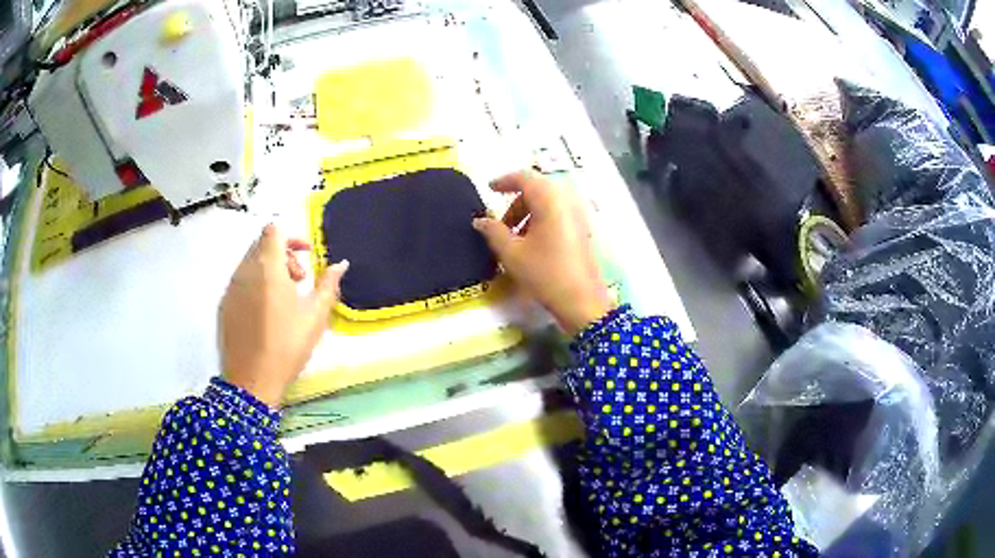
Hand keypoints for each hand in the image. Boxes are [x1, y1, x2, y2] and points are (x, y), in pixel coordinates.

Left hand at [219, 224, 348, 407]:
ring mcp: (231, 288)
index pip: (274, 230)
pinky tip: (266, 313)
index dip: (292, 237)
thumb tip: (341, 264)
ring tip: (284, 299)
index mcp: (268, 268)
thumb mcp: (315, 317)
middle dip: (284, 255)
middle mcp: (245, 271)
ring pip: (250, 262)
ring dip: (270, 269)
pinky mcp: (224, 304)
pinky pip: (241, 281)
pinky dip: (255, 284)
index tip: (306, 256)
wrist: (252, 381)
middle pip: (262, 245)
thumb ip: (328, 285)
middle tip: (299, 281)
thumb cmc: (287, 346)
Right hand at [473, 170, 611, 335]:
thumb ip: (493, 231)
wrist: (582, 301)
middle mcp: (567, 200)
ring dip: (529, 212)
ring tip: (515, 238)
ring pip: (549, 202)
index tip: (489, 190)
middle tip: (501, 225)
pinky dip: (543, 220)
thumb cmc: (545, 273)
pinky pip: (560, 214)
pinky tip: (533, 244)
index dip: (504, 181)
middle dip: (516, 202)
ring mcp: (579, 214)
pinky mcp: (584, 229)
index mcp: (550, 199)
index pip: (524, 177)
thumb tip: (480, 220)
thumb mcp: (512, 253)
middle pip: (537, 189)